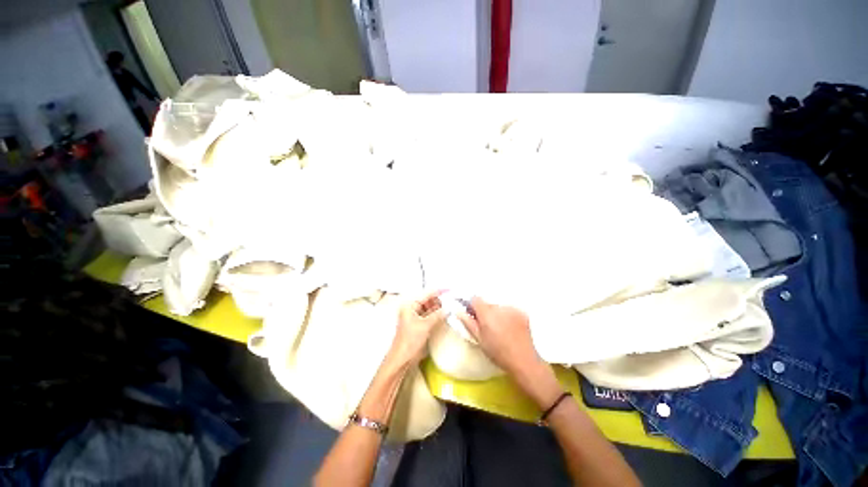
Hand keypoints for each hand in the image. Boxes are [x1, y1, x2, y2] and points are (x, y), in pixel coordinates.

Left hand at [389, 290, 445, 365]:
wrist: (401, 359)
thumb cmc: (409, 340)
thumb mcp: (425, 325)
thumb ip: (437, 315)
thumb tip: (448, 308)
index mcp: (409, 305)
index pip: (426, 294)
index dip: (438, 292)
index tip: (449, 290)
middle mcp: (411, 309)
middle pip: (427, 300)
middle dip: (439, 300)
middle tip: (452, 300)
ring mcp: (414, 317)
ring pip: (429, 308)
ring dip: (438, 307)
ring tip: (450, 306)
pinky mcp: (418, 324)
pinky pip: (429, 315)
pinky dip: (436, 314)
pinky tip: (444, 314)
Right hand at [458, 297, 543, 375]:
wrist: (523, 361)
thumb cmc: (498, 353)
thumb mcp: (479, 339)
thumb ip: (468, 323)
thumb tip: (458, 311)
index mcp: (487, 313)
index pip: (475, 299)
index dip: (472, 305)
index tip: (473, 314)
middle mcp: (499, 307)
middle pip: (488, 303)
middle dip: (485, 311)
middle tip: (487, 326)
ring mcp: (512, 309)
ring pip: (499, 306)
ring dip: (497, 313)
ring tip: (500, 328)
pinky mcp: (522, 312)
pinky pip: (510, 309)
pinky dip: (508, 315)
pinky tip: (510, 328)